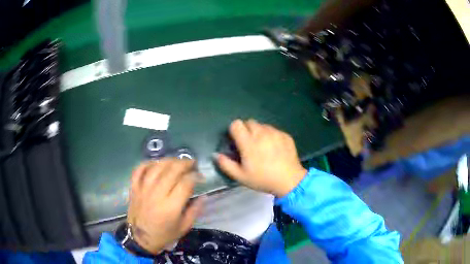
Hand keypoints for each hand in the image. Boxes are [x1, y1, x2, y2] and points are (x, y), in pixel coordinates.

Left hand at [127, 159, 203, 253]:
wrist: (140, 238)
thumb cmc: (164, 234)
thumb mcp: (184, 227)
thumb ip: (195, 210)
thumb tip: (204, 195)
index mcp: (171, 207)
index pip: (185, 183)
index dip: (195, 176)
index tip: (200, 175)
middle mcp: (156, 194)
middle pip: (171, 171)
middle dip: (184, 163)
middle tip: (192, 163)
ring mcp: (143, 189)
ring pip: (156, 167)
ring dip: (168, 160)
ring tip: (177, 161)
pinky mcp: (134, 188)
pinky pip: (139, 169)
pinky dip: (148, 163)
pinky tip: (156, 163)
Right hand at [216, 119, 306, 196]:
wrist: (289, 180)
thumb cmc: (263, 179)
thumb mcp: (241, 176)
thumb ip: (225, 164)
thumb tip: (216, 155)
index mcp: (248, 142)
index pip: (236, 124)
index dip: (234, 131)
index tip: (236, 141)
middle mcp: (261, 133)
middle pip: (249, 122)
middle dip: (246, 130)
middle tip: (249, 144)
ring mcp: (275, 133)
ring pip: (262, 125)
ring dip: (259, 132)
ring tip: (263, 146)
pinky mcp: (285, 135)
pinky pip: (274, 130)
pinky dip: (271, 136)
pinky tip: (275, 148)